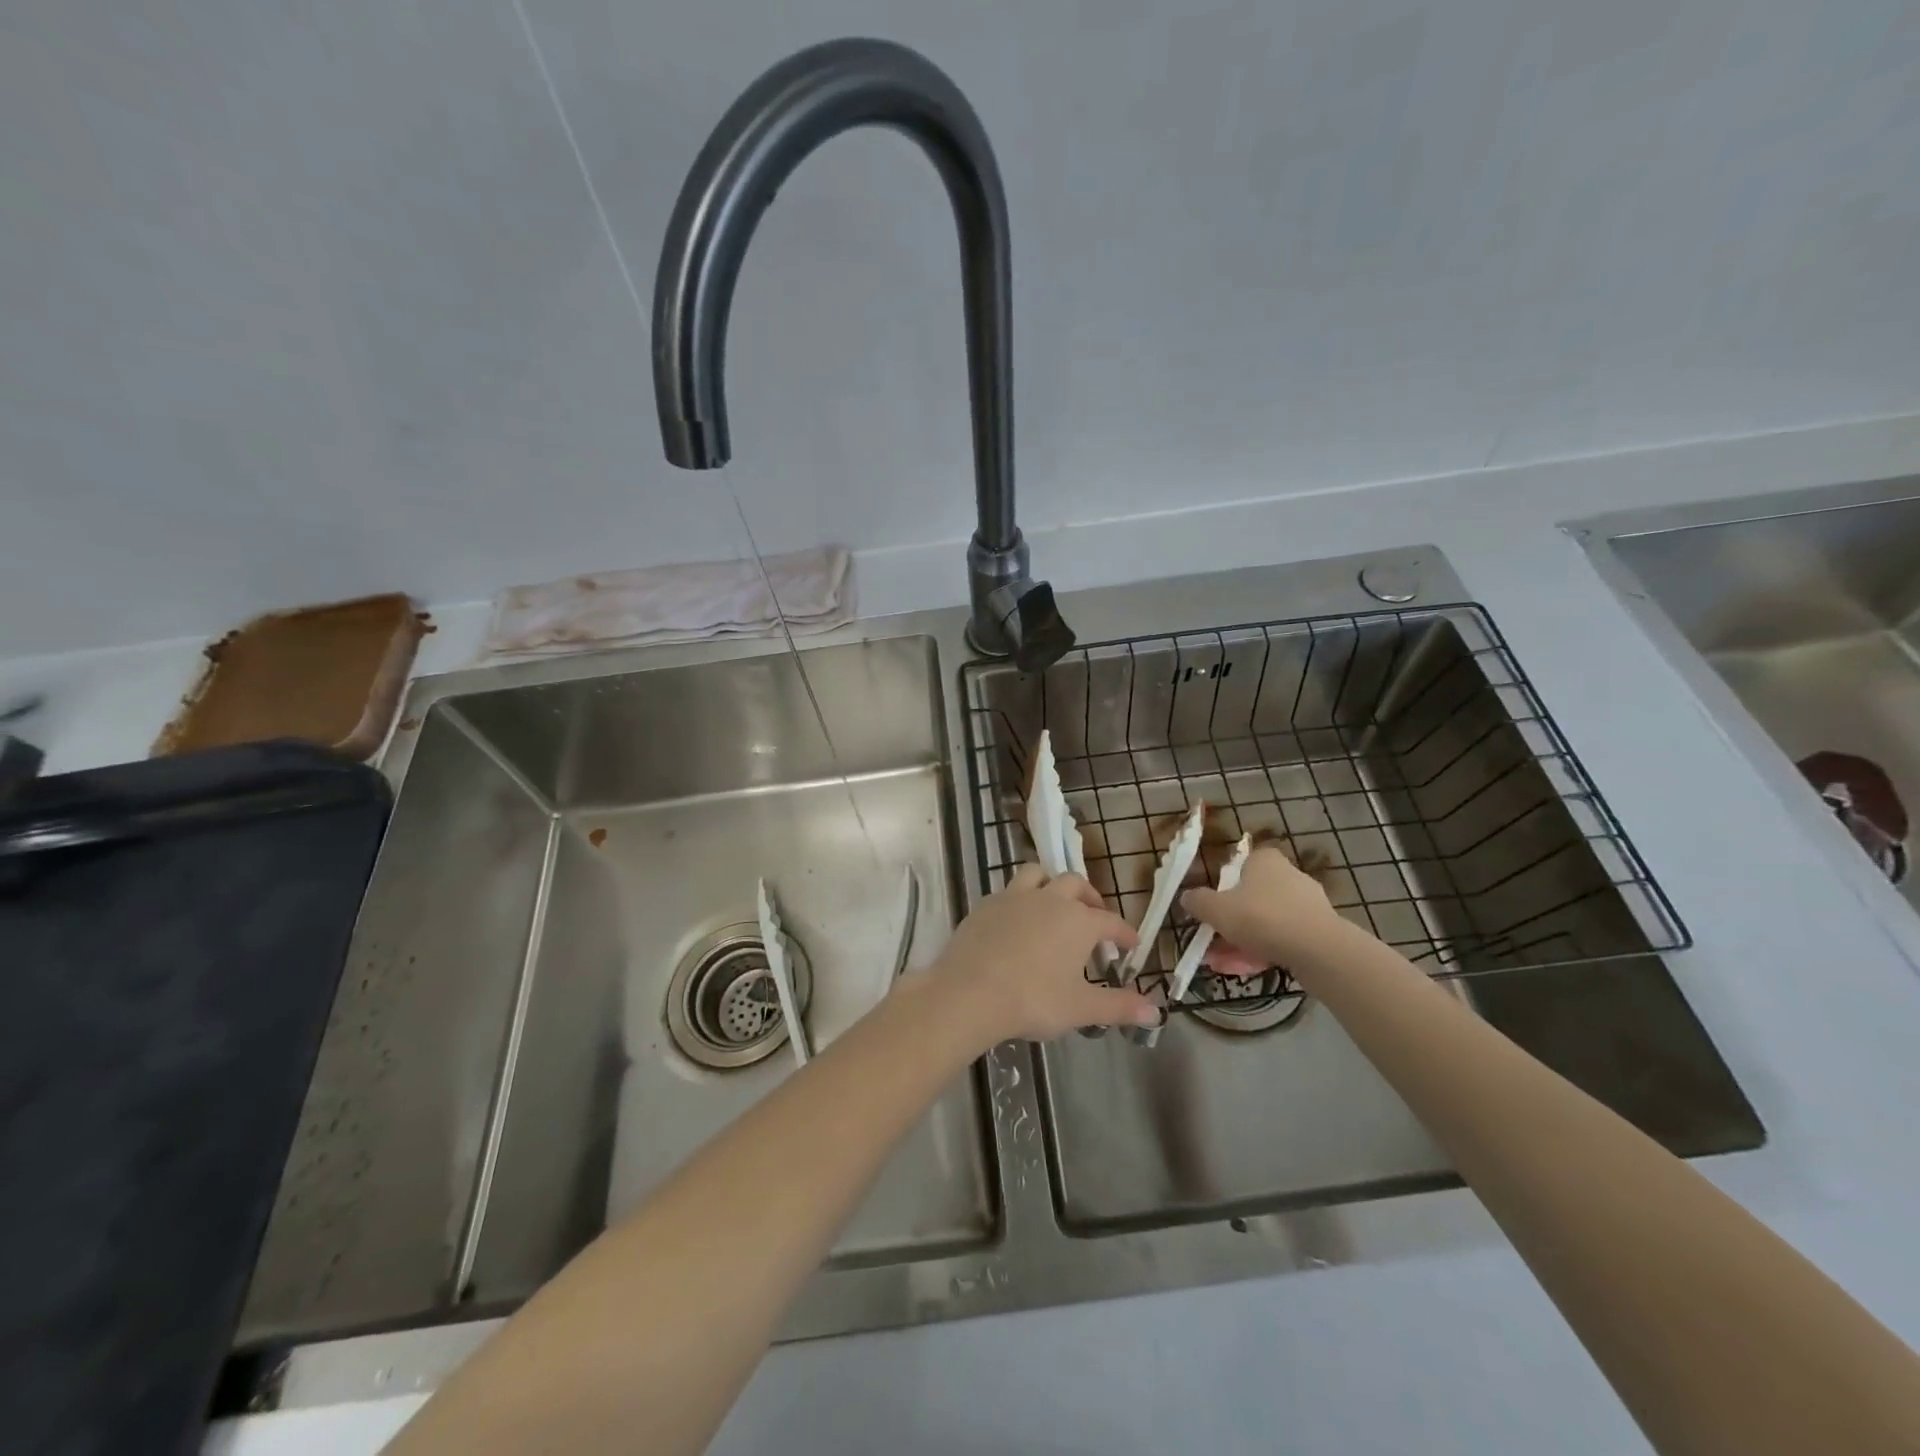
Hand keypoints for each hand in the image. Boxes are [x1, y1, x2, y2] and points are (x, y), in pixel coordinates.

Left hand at [930, 865, 1154, 1042]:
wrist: (969, 992)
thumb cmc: (1032, 1000)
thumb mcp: (1081, 1008)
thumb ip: (1119, 1006)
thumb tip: (1156, 1011)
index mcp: (1078, 921)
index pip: (1110, 922)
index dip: (1124, 933)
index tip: (1131, 944)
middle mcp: (1049, 899)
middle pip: (1075, 884)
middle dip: (1090, 898)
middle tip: (1094, 918)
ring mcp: (1014, 897)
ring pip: (1039, 874)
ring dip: (1051, 884)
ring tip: (1054, 904)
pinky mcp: (985, 904)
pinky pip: (1009, 891)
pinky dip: (1020, 900)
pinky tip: (1017, 921)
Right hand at [1181, 844, 1345, 970]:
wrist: (1319, 950)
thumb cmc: (1262, 918)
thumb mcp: (1217, 909)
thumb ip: (1198, 902)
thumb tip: (1187, 897)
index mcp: (1265, 860)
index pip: (1240, 866)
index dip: (1223, 888)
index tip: (1212, 910)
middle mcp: (1289, 876)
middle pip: (1251, 899)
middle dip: (1229, 924)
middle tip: (1211, 945)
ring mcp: (1307, 905)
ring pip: (1265, 923)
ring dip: (1242, 942)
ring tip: (1222, 966)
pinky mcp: (1319, 931)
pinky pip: (1283, 938)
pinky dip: (1264, 951)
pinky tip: (1246, 970)